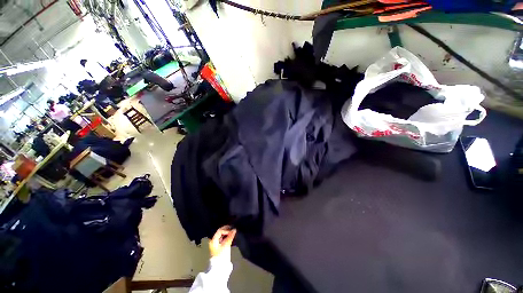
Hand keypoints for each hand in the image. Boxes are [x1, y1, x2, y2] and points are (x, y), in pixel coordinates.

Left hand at [209, 226, 236, 257]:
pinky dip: (227, 236)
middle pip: (220, 232)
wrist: (220, 267)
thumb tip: (234, 229)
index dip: (226, 230)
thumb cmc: (221, 256)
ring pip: (222, 235)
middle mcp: (213, 240)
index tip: (232, 231)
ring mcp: (216, 243)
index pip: (220, 231)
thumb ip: (230, 237)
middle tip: (233, 229)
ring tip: (232, 232)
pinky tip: (230, 236)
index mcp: (213, 240)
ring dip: (227, 233)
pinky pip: (223, 238)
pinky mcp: (219, 246)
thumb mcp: (226, 245)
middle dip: (227, 230)